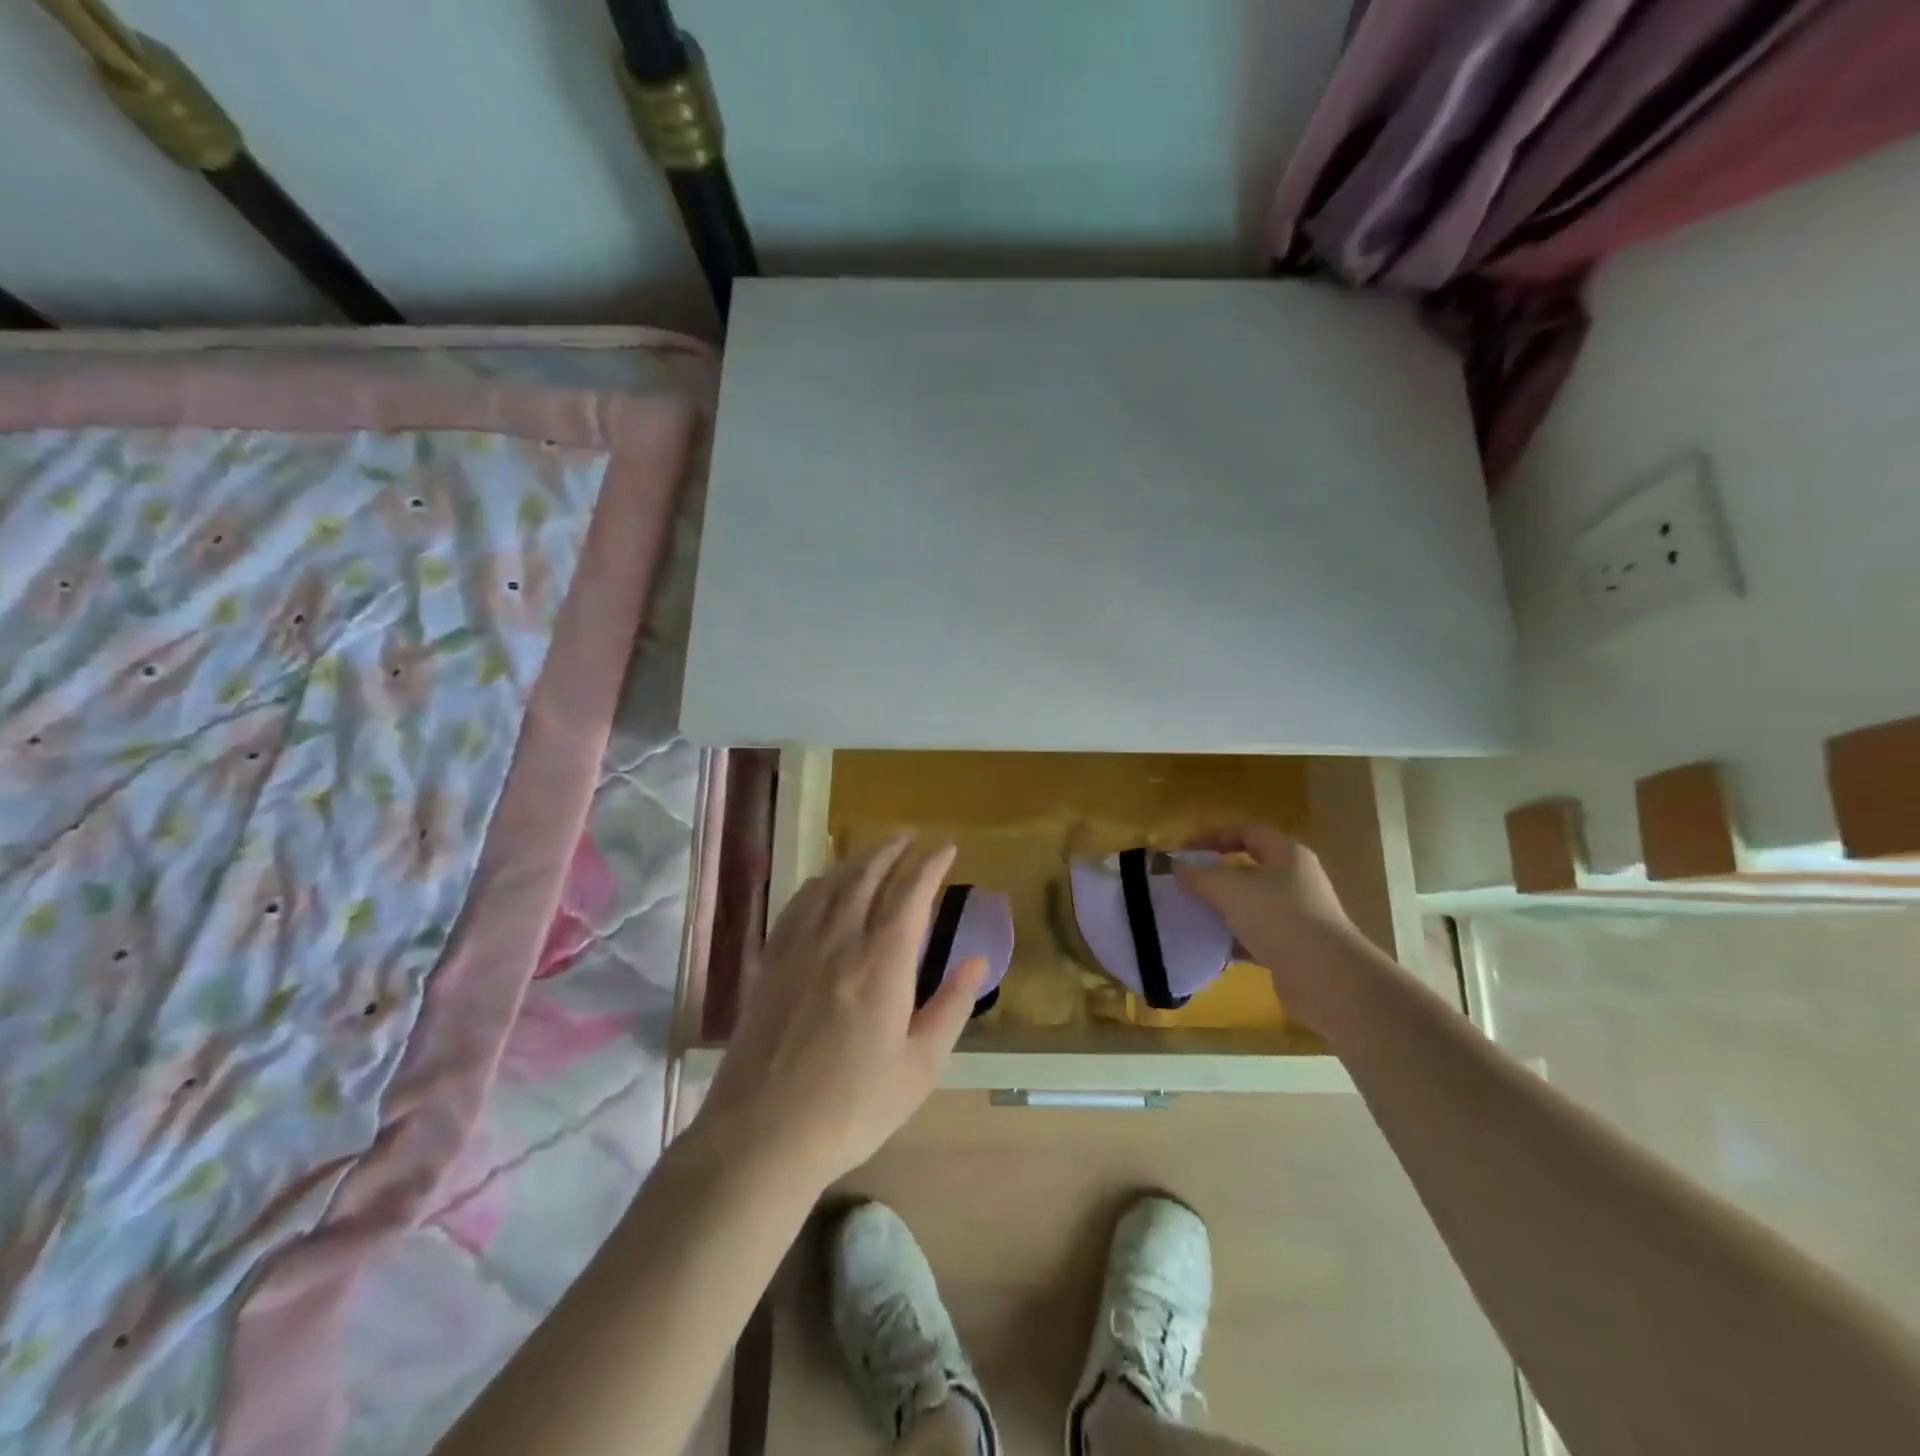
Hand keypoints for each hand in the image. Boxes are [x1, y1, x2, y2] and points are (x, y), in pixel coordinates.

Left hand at [697, 837, 984, 1192]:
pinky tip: (822, 884)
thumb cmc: (853, 1106)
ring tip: (874, 850)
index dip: (931, 864)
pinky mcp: (770, 963)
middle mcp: (841, 939)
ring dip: (857, 859)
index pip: (912, 892)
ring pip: (831, 884)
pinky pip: (797, 905)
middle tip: (911, 837)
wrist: (763, 1133)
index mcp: (884, 961)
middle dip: (893, 850)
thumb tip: (976, 959)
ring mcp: (800, 947)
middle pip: (868, 875)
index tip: (946, 846)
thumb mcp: (920, 1066)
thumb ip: (952, 1006)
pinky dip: (817, 883)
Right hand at [1176, 824, 1364, 1024]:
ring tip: (1191, 915)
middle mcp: (1296, 880)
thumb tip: (1177, 866)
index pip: (1246, 832)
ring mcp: (1298, 915)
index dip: (1212, 836)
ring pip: (1251, 904)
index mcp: (1287, 854)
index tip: (1183, 851)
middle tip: (1184, 884)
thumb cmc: (1277, 917)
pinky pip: (1255, 935)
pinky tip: (1210, 946)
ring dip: (1222, 908)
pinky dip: (1233, 939)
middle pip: (1248, 868)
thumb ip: (1199, 874)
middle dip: (1215, 875)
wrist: (1324, 977)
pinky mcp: (1294, 947)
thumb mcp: (1229, 888)